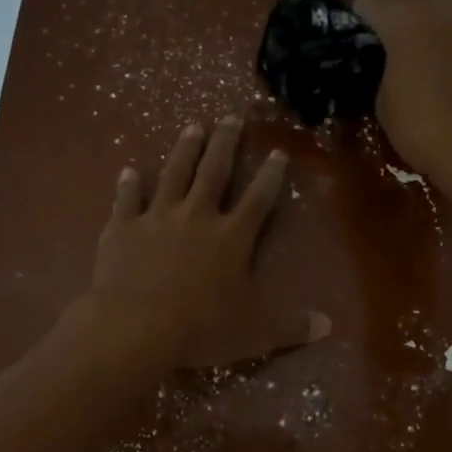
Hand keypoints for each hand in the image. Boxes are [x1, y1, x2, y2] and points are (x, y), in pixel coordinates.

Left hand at [81, 118, 330, 368]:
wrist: (134, 327)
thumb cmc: (200, 329)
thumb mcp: (254, 333)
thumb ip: (291, 327)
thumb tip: (327, 326)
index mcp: (232, 237)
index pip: (259, 198)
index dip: (271, 175)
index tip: (279, 152)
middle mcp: (197, 216)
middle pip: (215, 171)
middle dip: (225, 143)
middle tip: (231, 117)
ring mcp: (157, 217)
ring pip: (173, 173)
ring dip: (184, 149)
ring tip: (192, 127)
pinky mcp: (123, 227)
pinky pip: (127, 199)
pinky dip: (128, 184)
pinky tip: (128, 170)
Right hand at [353, 0, 451, 179]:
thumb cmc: (421, 126)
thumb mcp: (382, 99)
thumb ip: (384, 67)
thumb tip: (393, 63)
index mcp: (404, 16)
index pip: (370, 0)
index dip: (362, 20)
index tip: (362, 44)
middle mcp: (443, 3)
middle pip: (411, 1)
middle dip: (402, 23)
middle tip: (399, 56)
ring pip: (446, 13)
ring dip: (436, 30)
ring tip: (435, 64)